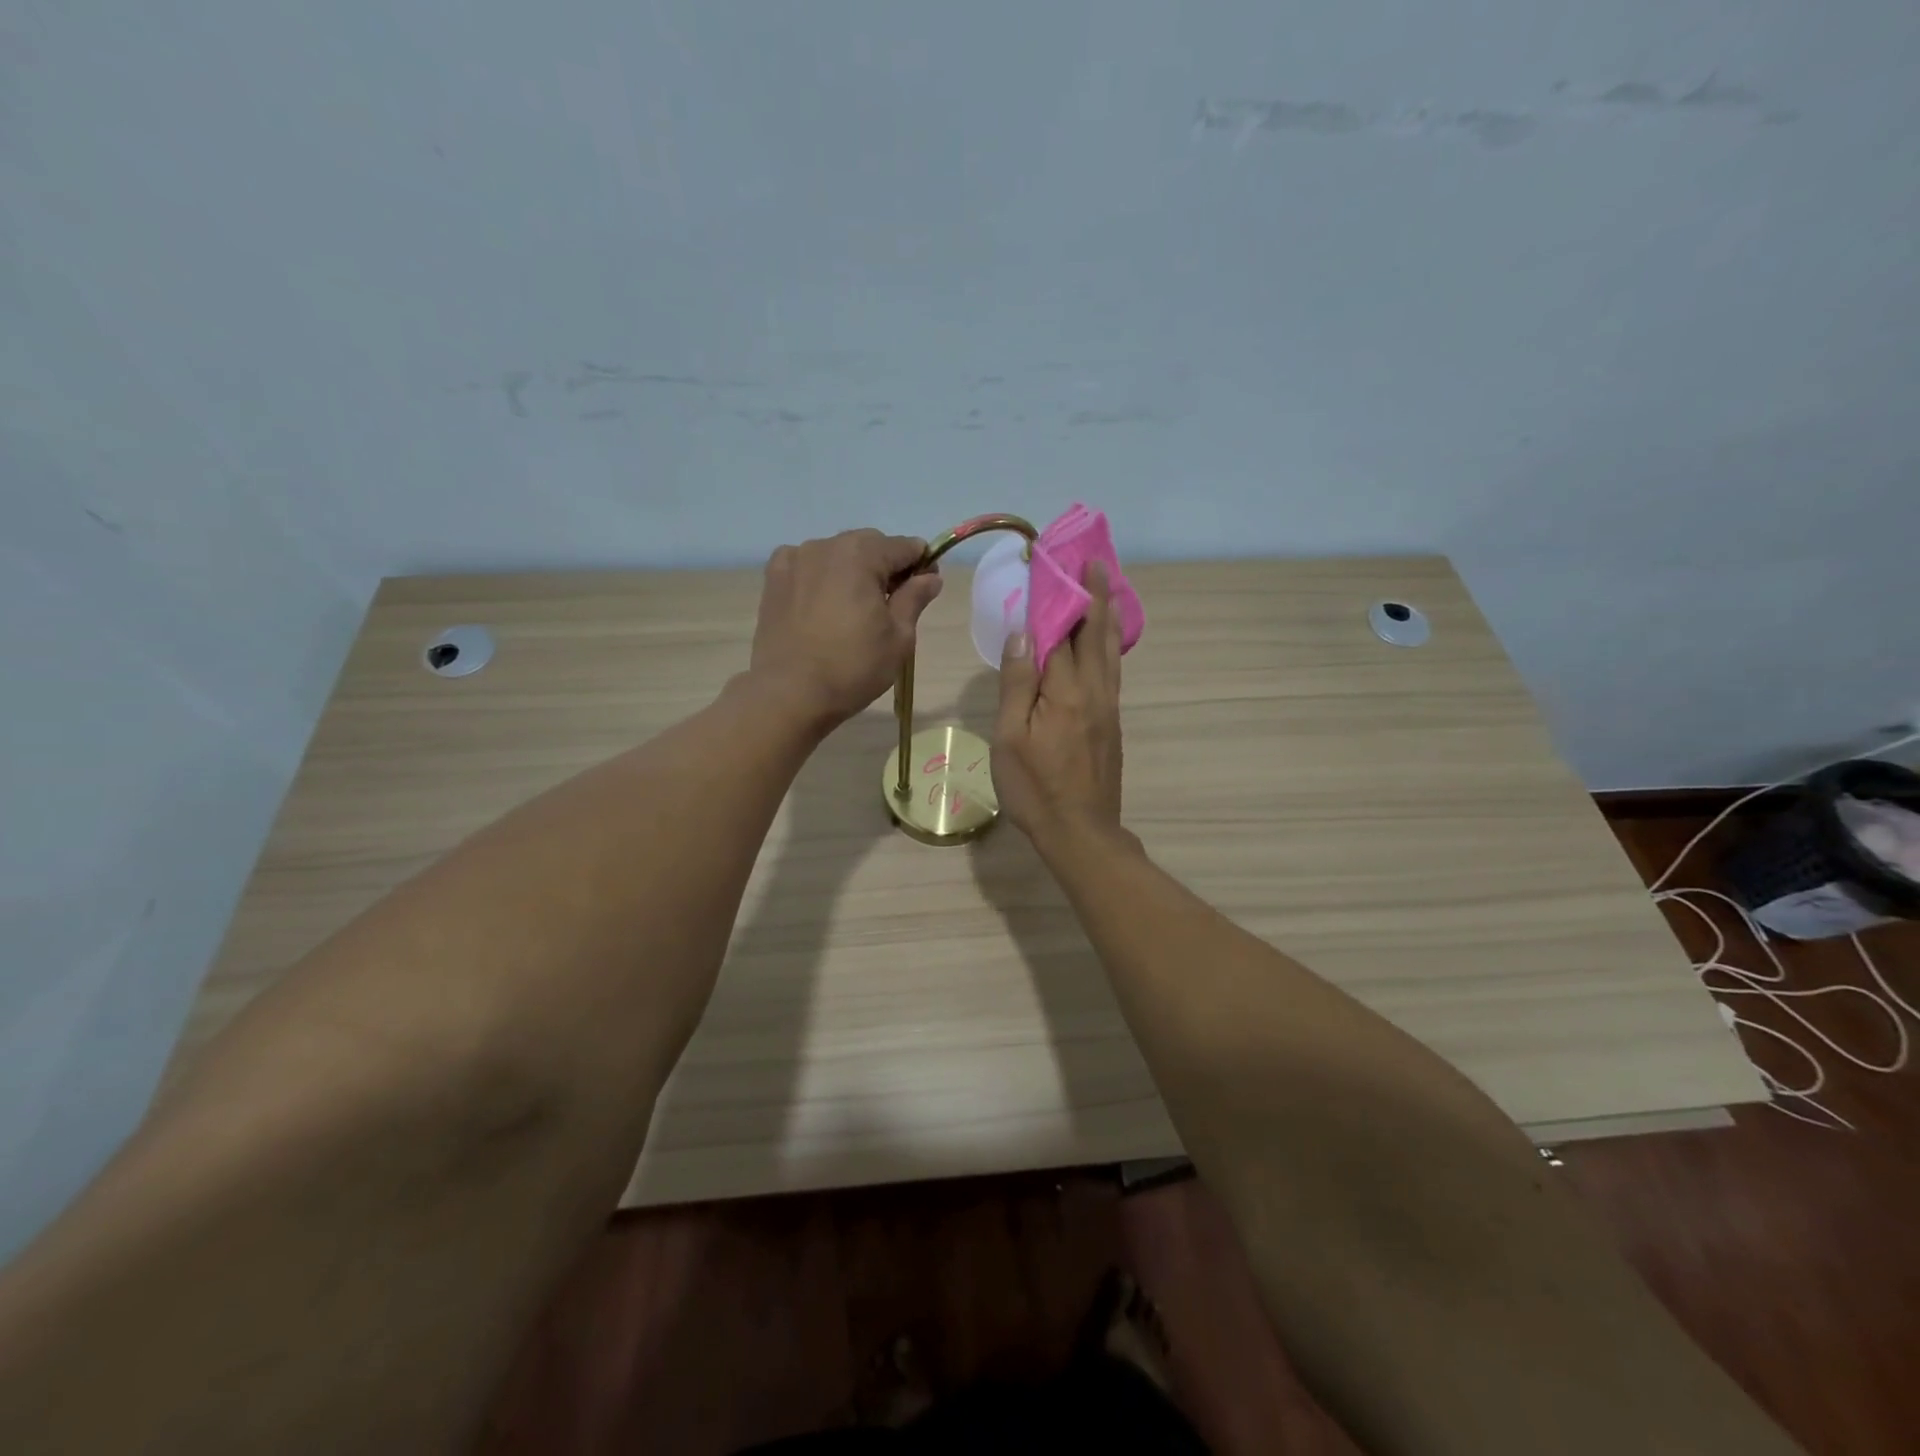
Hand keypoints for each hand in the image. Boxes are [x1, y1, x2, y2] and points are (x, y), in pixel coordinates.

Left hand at [749, 529, 943, 729]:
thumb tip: (931, 577)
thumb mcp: (898, 637)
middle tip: (890, 605)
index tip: (924, 590)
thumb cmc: (853, 667)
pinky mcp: (773, 579)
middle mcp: (826, 546)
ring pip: (836, 554)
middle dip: (885, 567)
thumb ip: (915, 598)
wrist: (789, 694)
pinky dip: (819, 576)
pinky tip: (820, 604)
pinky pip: (806, 566)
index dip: (921, 565)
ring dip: (851, 571)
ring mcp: (794, 559)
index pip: (905, 546)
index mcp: (861, 554)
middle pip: (869, 545)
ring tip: (852, 609)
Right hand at [992, 561, 1123, 847]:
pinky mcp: (1112, 721)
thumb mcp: (1010, 737)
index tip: (1055, 562)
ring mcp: (1108, 706)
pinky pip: (1113, 669)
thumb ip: (1018, 682)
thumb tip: (1025, 631)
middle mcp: (1094, 689)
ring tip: (1108, 585)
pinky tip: (1108, 639)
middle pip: (1094, 632)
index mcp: (1065, 690)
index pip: (1062, 629)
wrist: (1081, 831)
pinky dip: (1111, 643)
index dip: (1058, 595)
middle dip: (1093, 593)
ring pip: (1110, 649)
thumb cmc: (1034, 787)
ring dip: (1108, 613)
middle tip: (1092, 560)